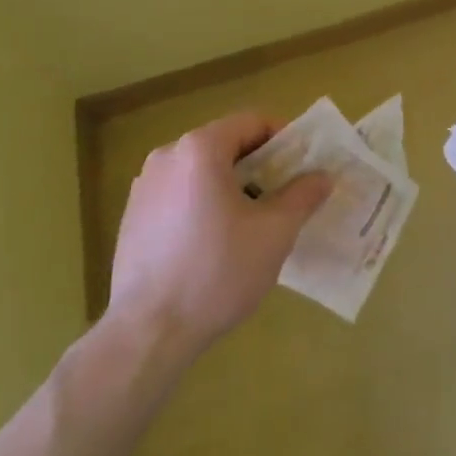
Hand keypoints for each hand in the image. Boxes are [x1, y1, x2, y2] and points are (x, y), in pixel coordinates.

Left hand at [104, 112, 330, 358]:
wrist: (146, 334)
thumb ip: (302, 196)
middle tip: (284, 195)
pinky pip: (179, 194)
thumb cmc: (216, 272)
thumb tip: (323, 176)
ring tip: (252, 222)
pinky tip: (214, 243)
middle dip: (259, 164)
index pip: (252, 121)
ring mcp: (145, 186)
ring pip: (201, 170)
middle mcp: (168, 155)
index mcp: (200, 148)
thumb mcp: (274, 233)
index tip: (303, 166)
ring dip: (231, 185)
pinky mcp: (133, 216)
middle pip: (226, 144)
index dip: (284, 138)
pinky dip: (203, 203)